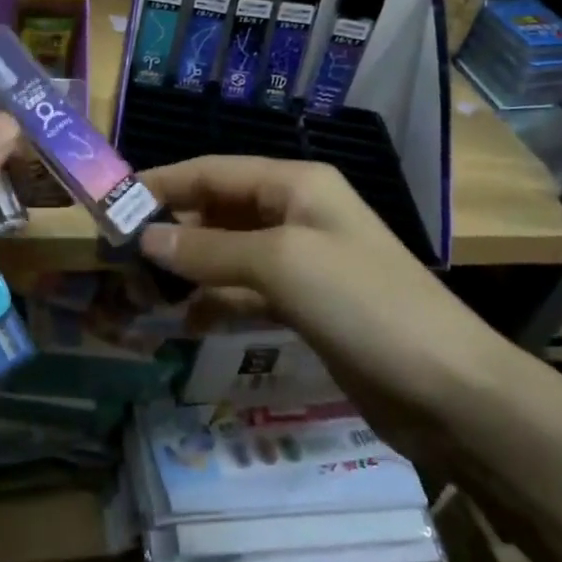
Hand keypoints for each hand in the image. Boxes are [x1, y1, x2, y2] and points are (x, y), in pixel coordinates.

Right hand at [137, 157, 506, 456]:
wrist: (448, 390)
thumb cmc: (363, 304)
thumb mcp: (281, 264)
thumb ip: (210, 249)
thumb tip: (146, 237)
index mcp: (296, 184)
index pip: (214, 171)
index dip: (163, 183)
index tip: (113, 205)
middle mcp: (297, 214)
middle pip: (220, 211)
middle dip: (173, 230)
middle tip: (119, 258)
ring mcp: (303, 262)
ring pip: (230, 254)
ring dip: (189, 269)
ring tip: (142, 292)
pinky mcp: (306, 306)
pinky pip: (247, 293)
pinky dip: (216, 302)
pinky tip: (186, 322)